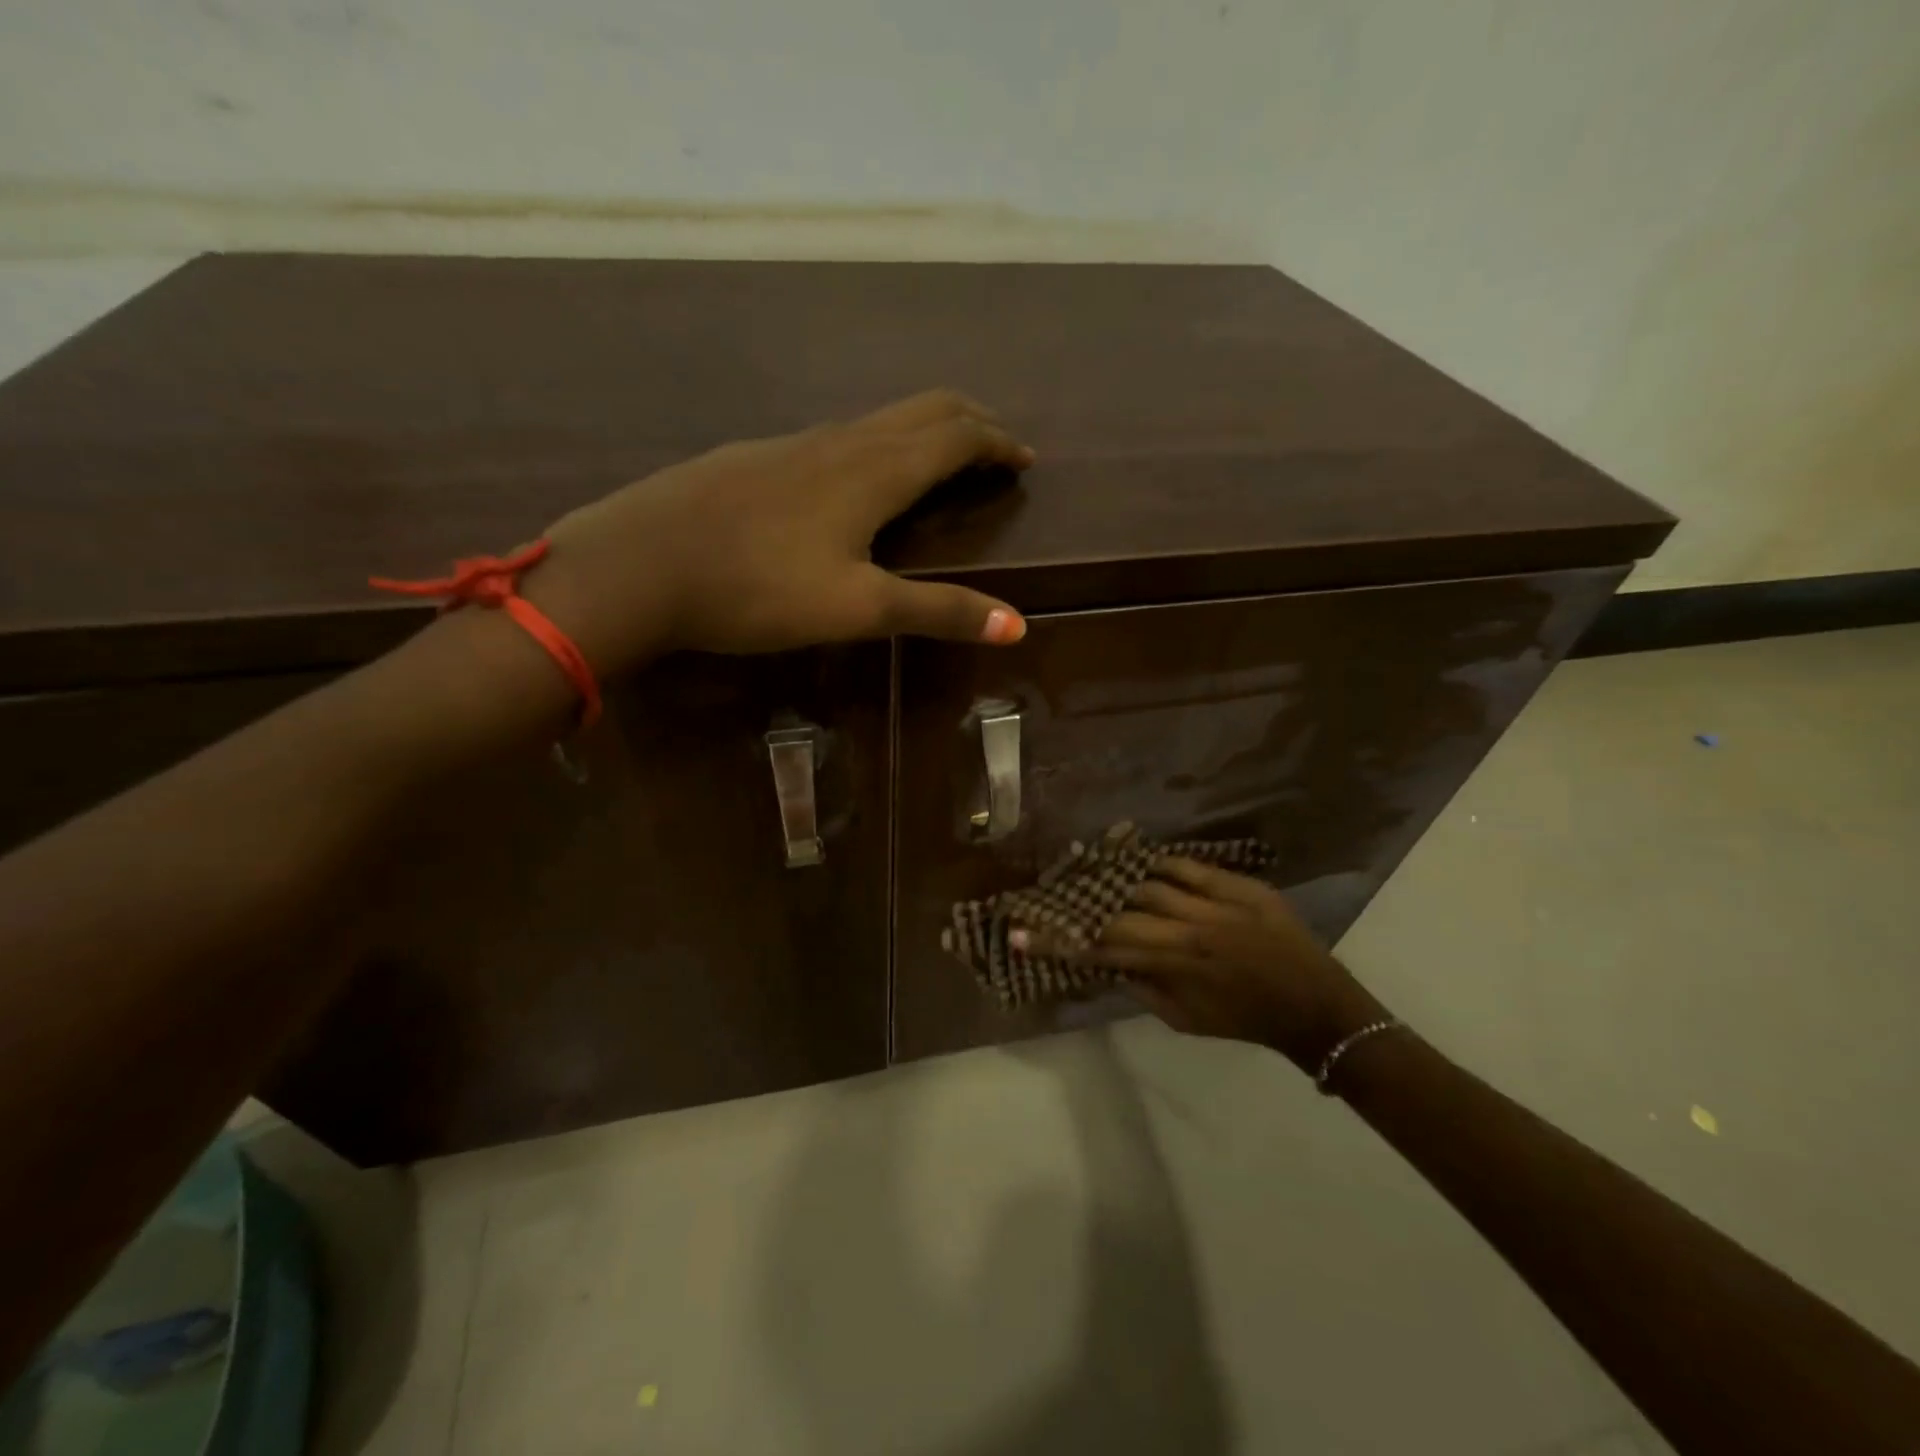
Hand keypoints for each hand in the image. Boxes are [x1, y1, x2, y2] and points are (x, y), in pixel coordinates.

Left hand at [528, 389, 1033, 672]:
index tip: (1024, 459)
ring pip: (877, 420)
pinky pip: (837, 436)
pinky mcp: (756, 458)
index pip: (955, 436)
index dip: (996, 443)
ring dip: (921, 431)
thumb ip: (937, 612)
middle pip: (921, 410)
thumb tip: (1017, 625)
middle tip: (995, 446)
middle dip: (968, 422)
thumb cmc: (757, 588)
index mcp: (874, 470)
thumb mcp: (857, 608)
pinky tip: (855, 479)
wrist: (637, 565)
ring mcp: (792, 444)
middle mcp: (840, 441)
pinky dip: (876, 445)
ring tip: (938, 461)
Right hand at [1077, 857, 1391, 1073]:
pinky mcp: (1243, 886)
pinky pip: (1191, 866)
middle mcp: (1192, 929)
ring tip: (1094, 873)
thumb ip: (1142, 989)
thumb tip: (1106, 961)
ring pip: (1152, 881)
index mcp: (1177, 967)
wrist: (1316, 1007)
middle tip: (1052, 894)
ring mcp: (1219, 903)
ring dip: (1119, 879)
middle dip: (1081, 905)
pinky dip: (1162, 864)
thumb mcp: (1186, 1021)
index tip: (1023, 933)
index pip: (1106, 948)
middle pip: (1121, 909)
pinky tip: (1143, 862)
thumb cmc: (1246, 1022)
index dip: (1062, 941)